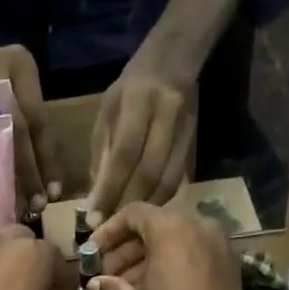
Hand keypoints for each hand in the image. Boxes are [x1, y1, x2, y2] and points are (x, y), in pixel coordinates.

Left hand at [86, 56, 197, 218]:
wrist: (175, 60)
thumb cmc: (131, 88)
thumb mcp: (107, 112)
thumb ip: (102, 154)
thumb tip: (94, 200)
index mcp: (138, 101)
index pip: (124, 154)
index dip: (109, 189)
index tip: (93, 217)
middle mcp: (166, 115)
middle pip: (148, 172)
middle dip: (126, 204)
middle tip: (107, 229)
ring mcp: (185, 130)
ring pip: (167, 181)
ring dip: (145, 209)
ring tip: (124, 228)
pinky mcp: (194, 144)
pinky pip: (178, 181)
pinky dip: (160, 202)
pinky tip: (145, 215)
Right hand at [88, 203, 259, 289]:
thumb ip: (111, 289)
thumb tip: (97, 282)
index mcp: (173, 230)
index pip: (134, 213)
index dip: (107, 231)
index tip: (90, 253)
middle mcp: (202, 227)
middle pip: (157, 225)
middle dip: (127, 247)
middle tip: (104, 273)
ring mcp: (221, 247)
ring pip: (176, 241)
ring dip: (147, 258)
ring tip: (124, 287)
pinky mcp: (230, 269)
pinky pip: (193, 255)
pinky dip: (170, 266)